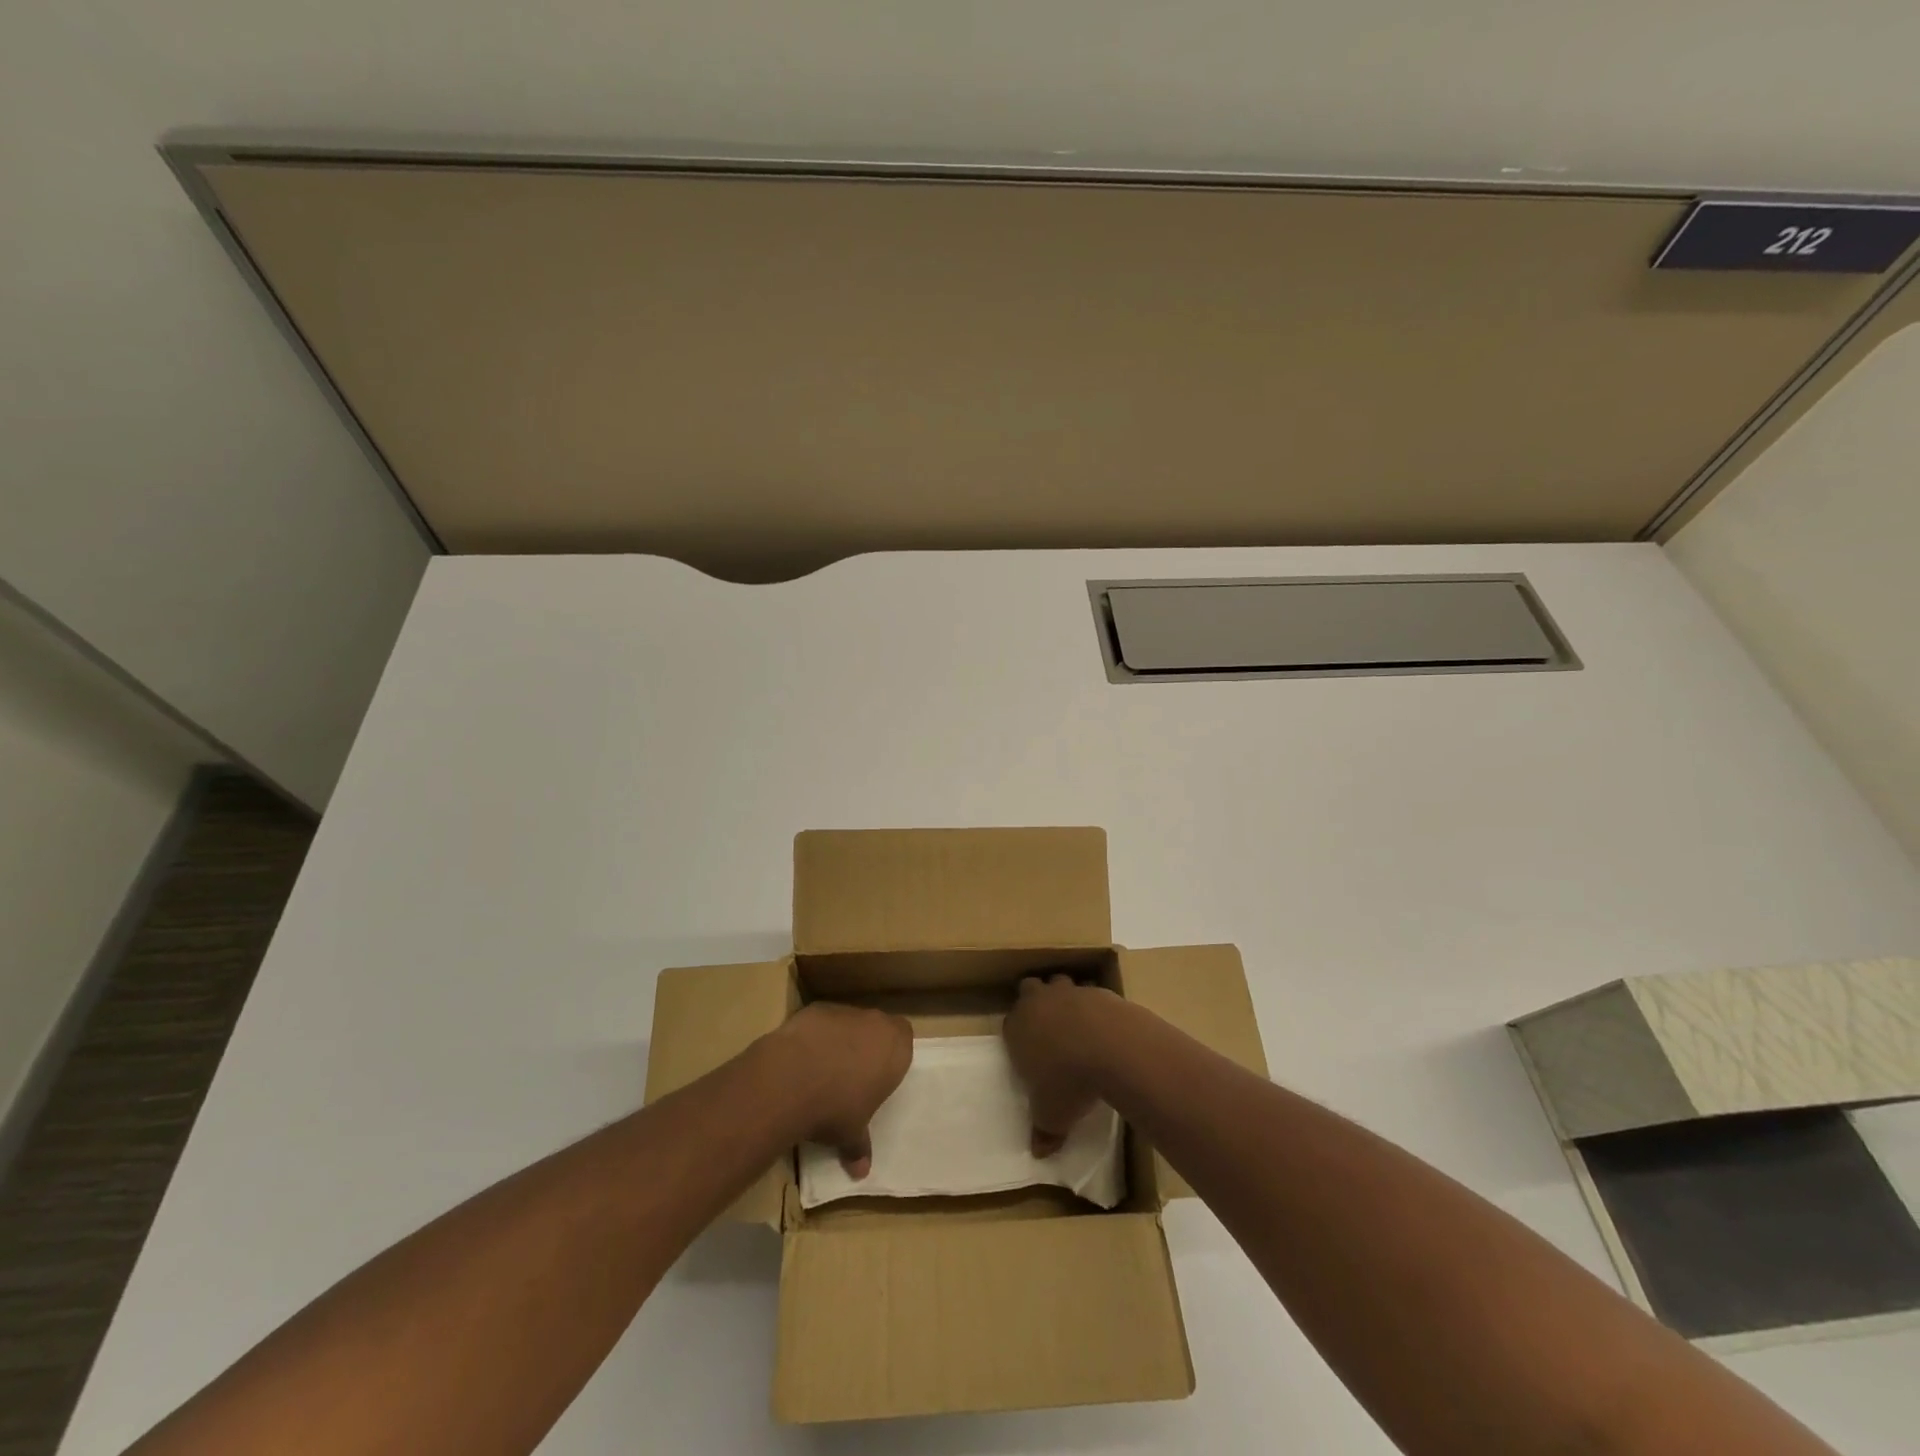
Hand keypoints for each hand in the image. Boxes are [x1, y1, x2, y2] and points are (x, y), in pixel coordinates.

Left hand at [767, 1003, 911, 1177]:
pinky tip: (801, 1058)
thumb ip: (859, 1147)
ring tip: (822, 1069)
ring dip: (841, 1040)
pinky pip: (822, 1022)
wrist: (792, 1078)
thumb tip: (861, 1173)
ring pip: (849, 1022)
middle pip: (877, 1027)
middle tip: (853, 1075)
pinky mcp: (815, 1009)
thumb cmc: (835, 1108)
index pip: (904, 1038)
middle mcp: (874, 1023)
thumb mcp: (851, 1134)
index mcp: (895, 1048)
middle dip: (867, 1046)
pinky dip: (815, 1036)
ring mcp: (844, 1012)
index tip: (879, 1074)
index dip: (893, 1053)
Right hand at [1004, 975, 1120, 1156]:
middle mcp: (1039, 1003)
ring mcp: (1069, 992)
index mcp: (1018, 1028)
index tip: (1029, 1050)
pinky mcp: (1098, 990)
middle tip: (1048, 1026)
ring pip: (1059, 982)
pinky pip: (1091, 992)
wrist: (1111, 1047)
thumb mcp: (1052, 1116)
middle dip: (1035, 1001)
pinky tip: (1104, 1026)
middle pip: (1029, 988)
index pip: (1009, 1023)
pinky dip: (1094, 1006)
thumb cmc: (1069, 1082)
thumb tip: (1039, 1152)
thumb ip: (1043, 1132)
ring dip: (1064, 997)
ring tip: (1076, 1022)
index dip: (1018, 1034)